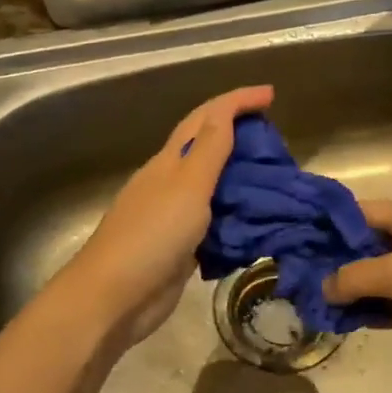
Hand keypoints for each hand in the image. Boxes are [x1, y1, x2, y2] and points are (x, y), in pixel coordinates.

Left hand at [54, 85, 273, 348]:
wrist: (115, 297)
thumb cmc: (151, 236)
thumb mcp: (186, 186)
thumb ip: (209, 150)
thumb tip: (226, 113)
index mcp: (170, 161)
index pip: (206, 118)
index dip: (237, 102)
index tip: (272, 95)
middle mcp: (170, 183)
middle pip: (208, 147)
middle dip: (240, 134)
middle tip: (277, 140)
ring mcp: (173, 217)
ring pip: (213, 186)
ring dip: (241, 177)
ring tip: (275, 179)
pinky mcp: (180, 249)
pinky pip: (214, 222)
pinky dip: (236, 215)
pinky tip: (256, 222)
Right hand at [322, 200, 391, 367]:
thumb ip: (353, 278)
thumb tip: (324, 288)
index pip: (362, 211)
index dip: (332, 222)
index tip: (302, 237)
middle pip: (371, 245)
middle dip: (341, 261)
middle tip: (308, 276)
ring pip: (384, 275)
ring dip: (358, 289)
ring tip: (325, 304)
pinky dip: (379, 308)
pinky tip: (355, 321)